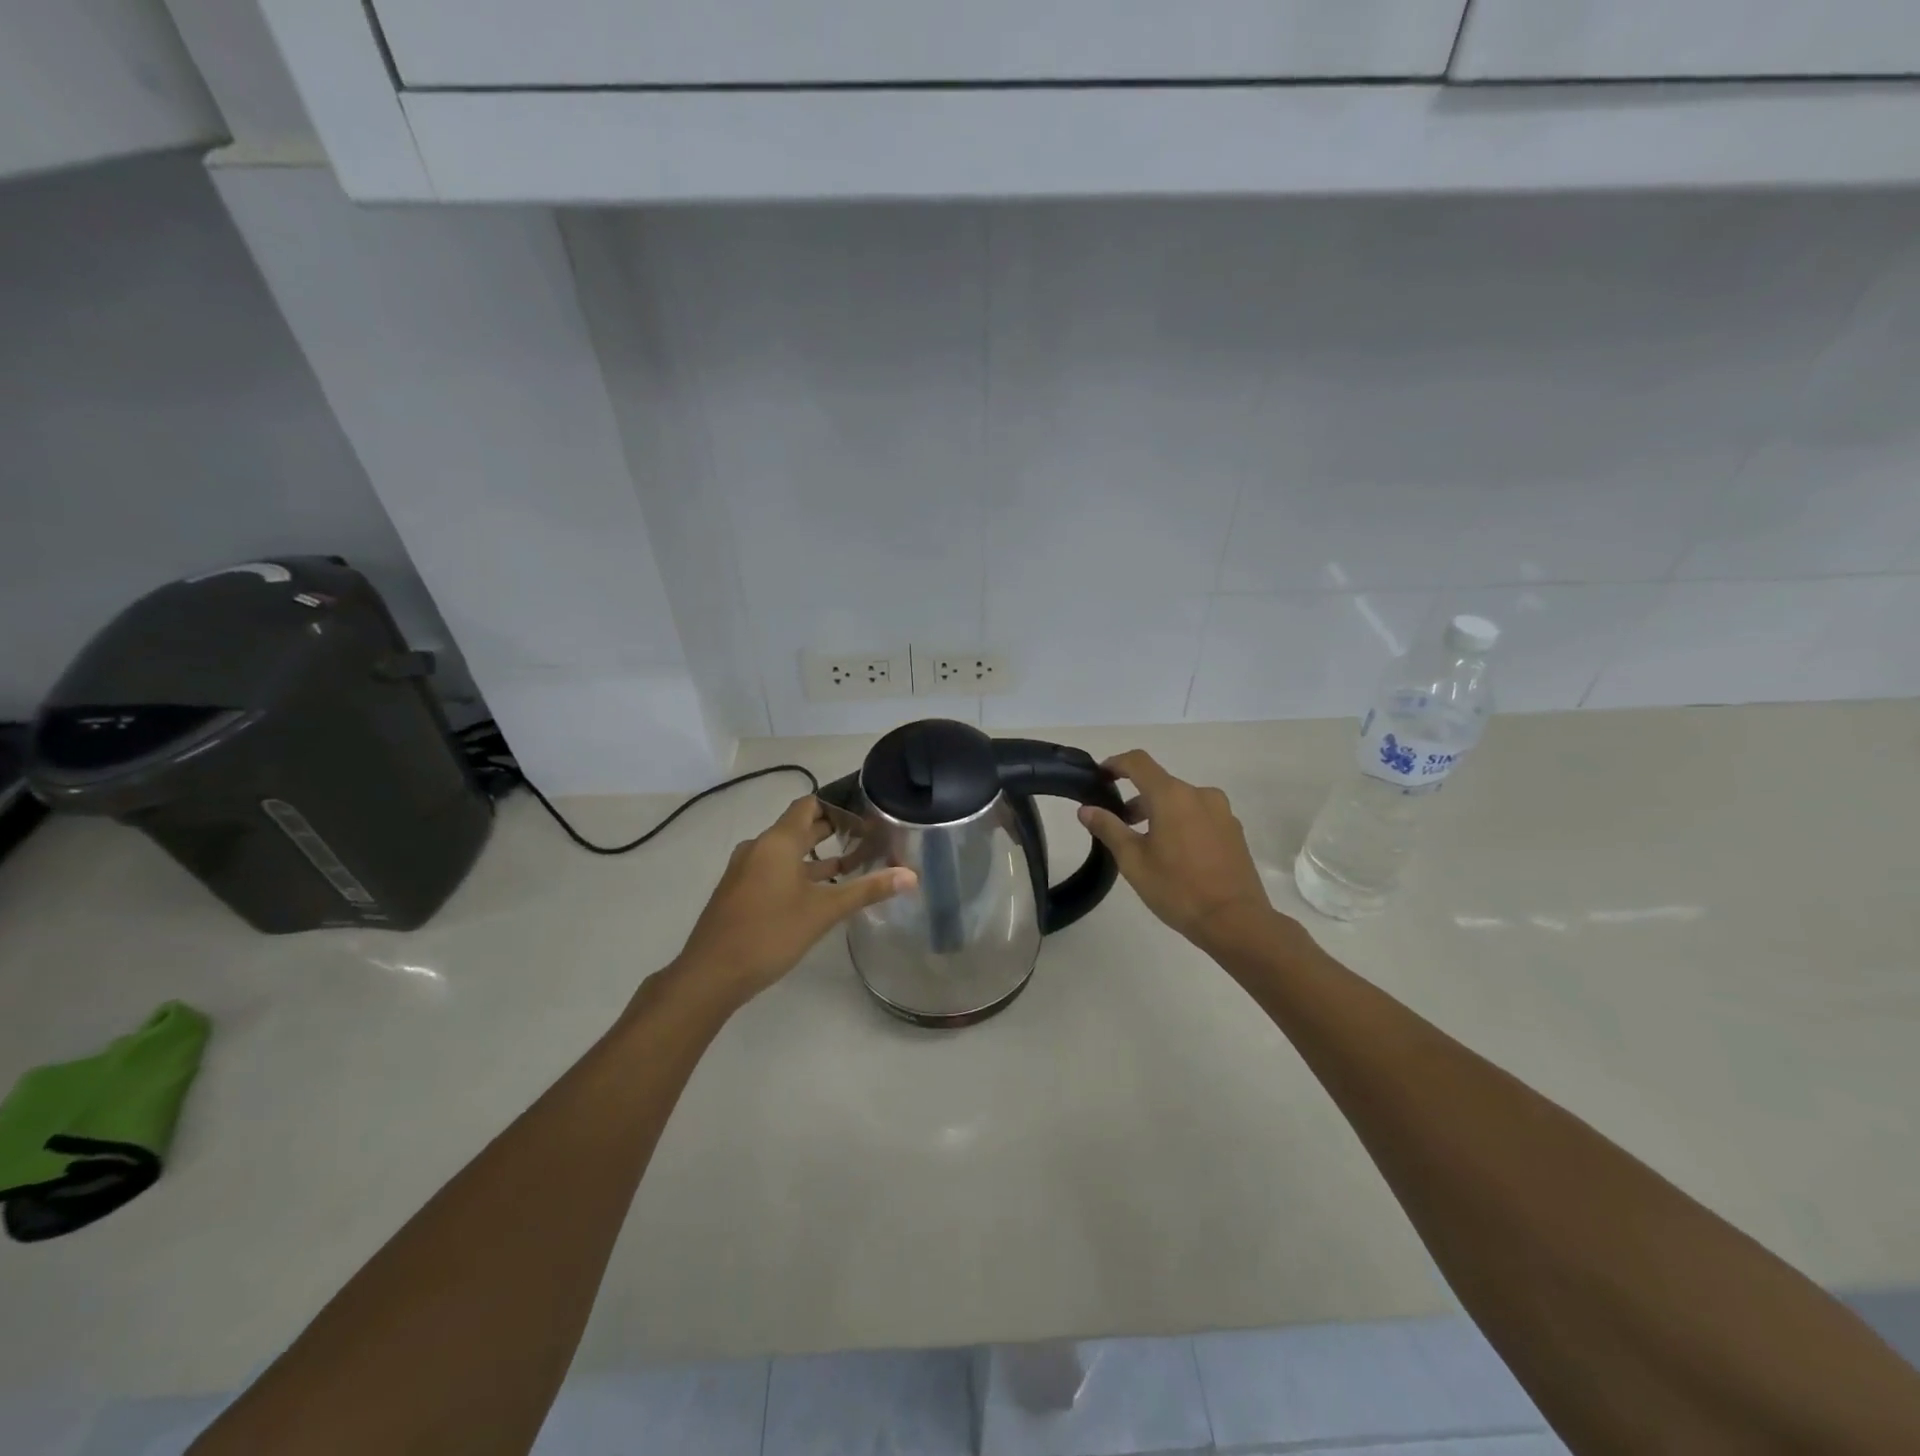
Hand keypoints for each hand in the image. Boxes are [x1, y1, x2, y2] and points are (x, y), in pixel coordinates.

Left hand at [674, 796, 915, 1007]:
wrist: (710, 974)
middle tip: (867, 837)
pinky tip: (819, 892)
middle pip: (799, 827)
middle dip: (832, 831)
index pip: (808, 805)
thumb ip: (867, 890)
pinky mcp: (739, 891)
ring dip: (816, 856)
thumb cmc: (770, 933)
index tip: (865, 814)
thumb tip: (911, 875)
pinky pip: (774, 869)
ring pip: (786, 852)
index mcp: (777, 842)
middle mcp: (758, 847)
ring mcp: (745, 870)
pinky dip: (798, 872)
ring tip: (851, 864)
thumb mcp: (824, 911)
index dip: (837, 805)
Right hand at [1079, 751, 1284, 951]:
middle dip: (1136, 799)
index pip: (1138, 762)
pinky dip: (1181, 823)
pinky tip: (1176, 855)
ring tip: (1146, 844)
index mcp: (1172, 795)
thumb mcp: (1133, 860)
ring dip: (1159, 812)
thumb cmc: (1177, 888)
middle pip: (1160, 784)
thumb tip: (1086, 809)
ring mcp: (1222, 812)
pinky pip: (1200, 815)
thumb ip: (1108, 828)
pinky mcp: (1234, 830)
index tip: (1100, 776)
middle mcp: (1200, 794)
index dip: (1115, 763)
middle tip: (1118, 825)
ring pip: (1181, 801)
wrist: (1235, 921)